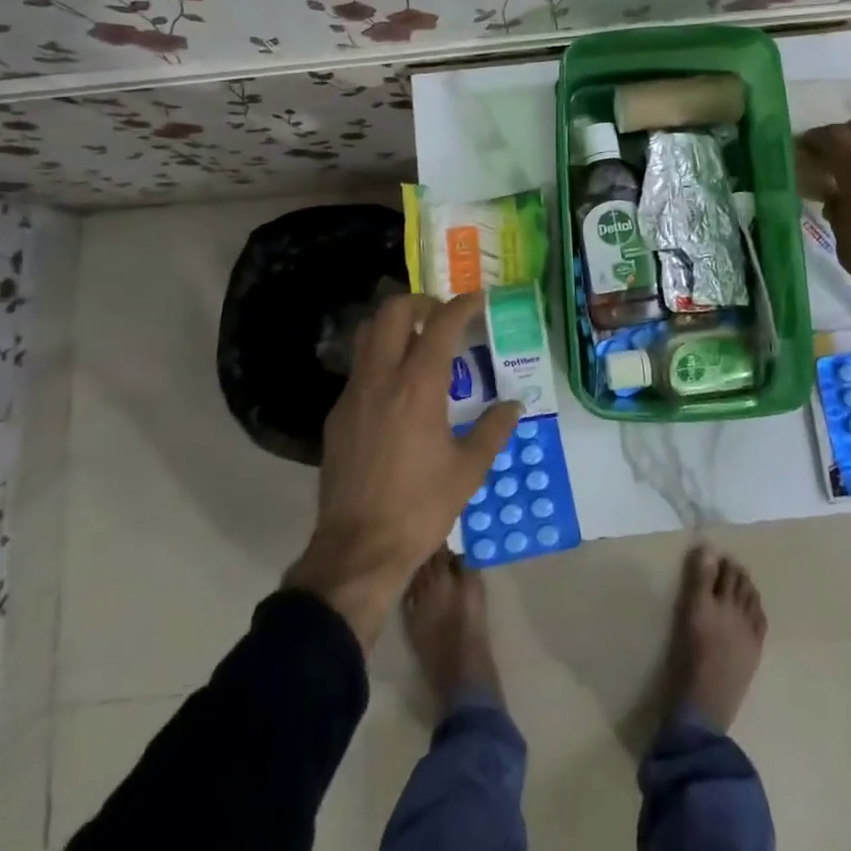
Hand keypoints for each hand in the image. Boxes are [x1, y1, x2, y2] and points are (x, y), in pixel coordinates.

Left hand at [285, 291, 522, 648]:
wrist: (358, 549)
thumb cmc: (420, 507)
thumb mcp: (468, 470)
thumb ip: (493, 429)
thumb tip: (513, 405)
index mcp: (418, 386)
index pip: (441, 324)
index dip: (462, 305)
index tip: (478, 300)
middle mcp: (381, 378)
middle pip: (392, 311)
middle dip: (420, 302)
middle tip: (442, 318)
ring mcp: (353, 394)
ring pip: (368, 334)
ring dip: (395, 326)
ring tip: (419, 344)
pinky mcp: (337, 414)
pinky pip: (359, 369)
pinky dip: (380, 360)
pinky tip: (397, 391)